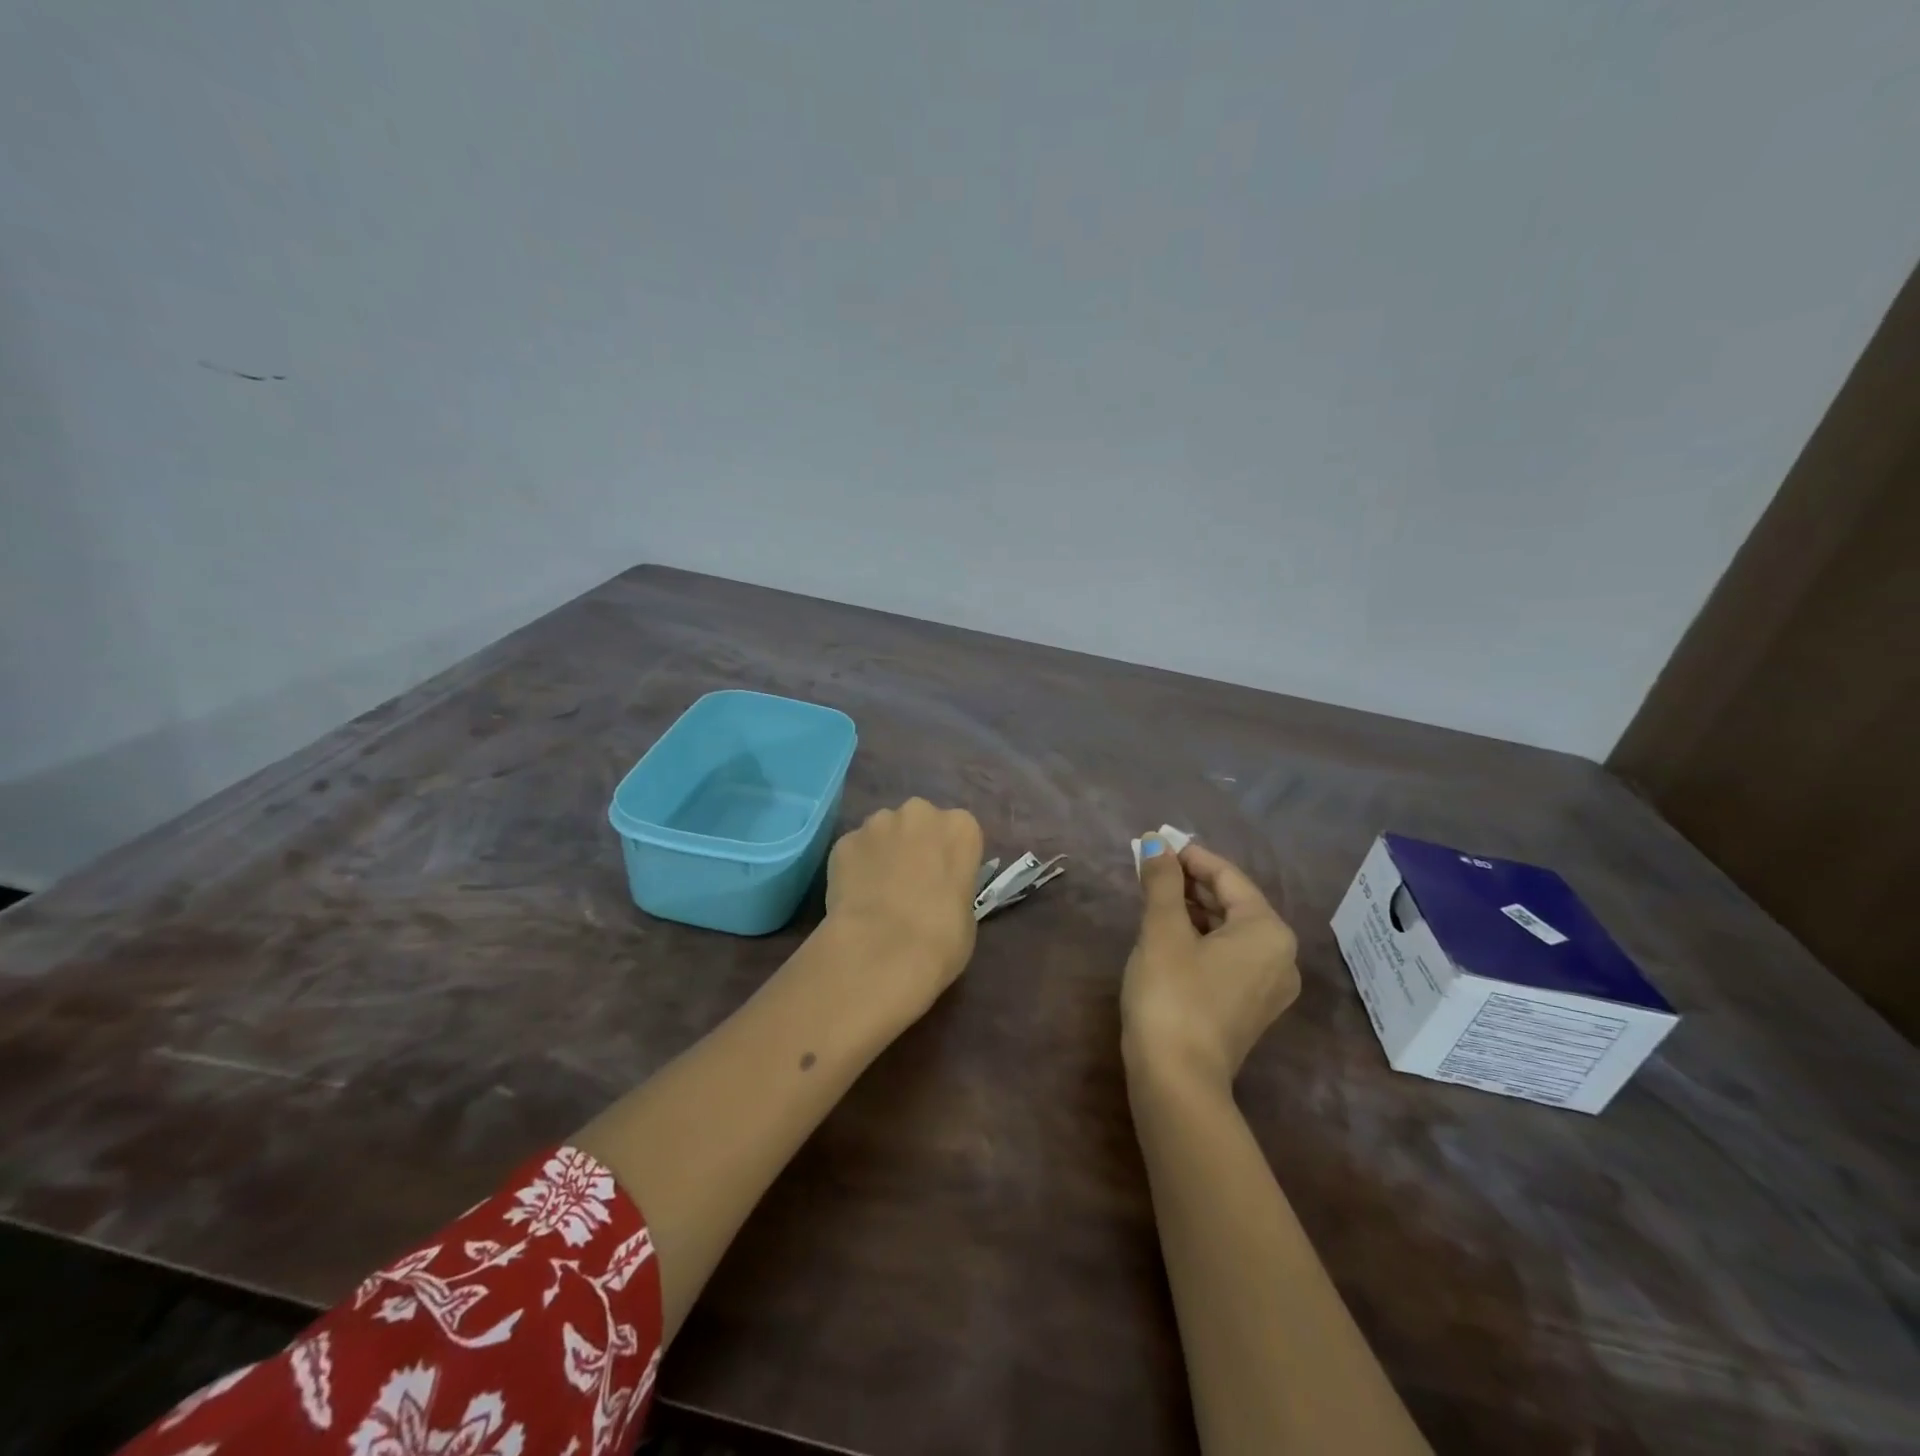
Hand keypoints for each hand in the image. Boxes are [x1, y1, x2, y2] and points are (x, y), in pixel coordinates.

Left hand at [823, 797, 984, 1016]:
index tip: (943, 880)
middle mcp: (920, 813)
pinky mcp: (845, 840)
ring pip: (882, 831)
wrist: (884, 950)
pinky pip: (854, 850)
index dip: (948, 857)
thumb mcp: (967, 913)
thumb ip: (953, 888)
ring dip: (882, 853)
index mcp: (960, 827)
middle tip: (909, 882)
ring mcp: (878, 823)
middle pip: (919, 822)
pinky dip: (853, 868)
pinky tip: (854, 899)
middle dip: (914, 845)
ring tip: (877, 892)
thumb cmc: (942, 937)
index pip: (959, 832)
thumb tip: (937, 893)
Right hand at [1123, 835, 1299, 1087]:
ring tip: (1155, 896)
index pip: (1228, 877)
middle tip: (1151, 868)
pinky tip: (1170, 933)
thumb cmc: (1172, 994)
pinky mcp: (1251, 1008)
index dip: (1190, 857)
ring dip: (1194, 910)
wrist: (1177, 1080)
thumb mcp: (1162, 930)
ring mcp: (1269, 986)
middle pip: (1233, 903)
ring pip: (1230, 931)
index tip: (1156, 844)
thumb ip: (1162, 882)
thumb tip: (1155, 842)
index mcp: (1267, 931)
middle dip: (1191, 883)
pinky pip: (1229, 956)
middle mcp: (1281, 955)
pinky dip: (1202, 938)